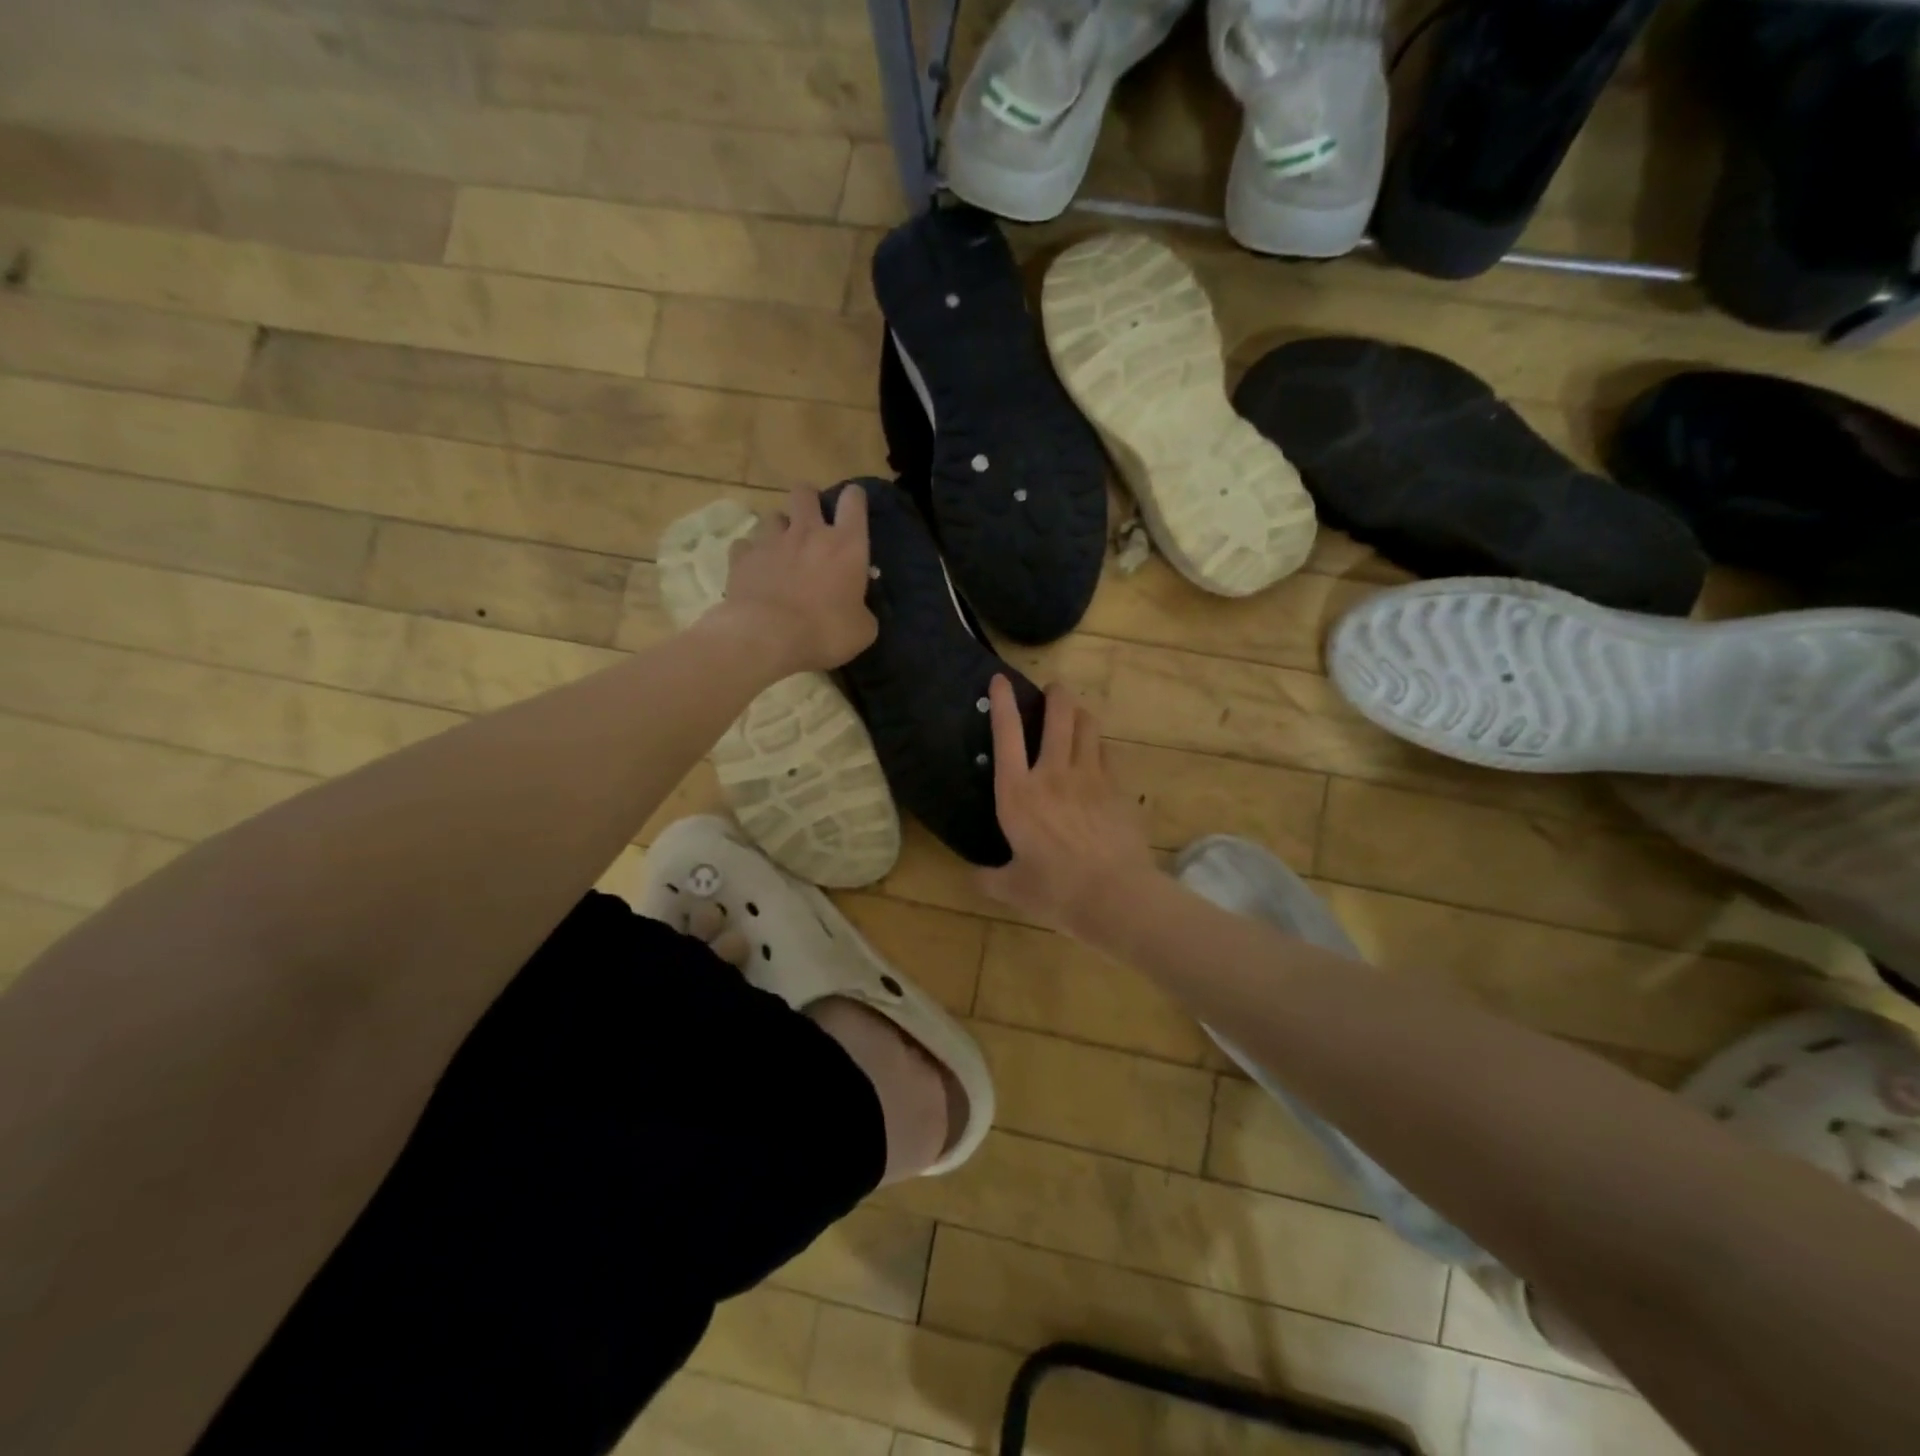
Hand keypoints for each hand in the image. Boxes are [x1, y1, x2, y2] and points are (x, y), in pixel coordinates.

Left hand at [717, 485, 877, 672]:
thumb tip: (859, 610)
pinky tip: (754, 569)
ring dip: (778, 528)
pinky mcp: (742, 557)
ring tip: (780, 548)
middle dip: (808, 500)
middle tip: (811, 520)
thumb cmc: (825, 633)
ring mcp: (771, 541)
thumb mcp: (862, 630)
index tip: (854, 504)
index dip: (855, 498)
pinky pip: (745, 544)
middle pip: (805, 493)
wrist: (768, 638)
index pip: (854, 501)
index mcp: (846, 545)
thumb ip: (863, 611)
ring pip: (773, 516)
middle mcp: (808, 532)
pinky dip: (751, 554)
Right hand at [978, 675, 1156, 937]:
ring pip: (1088, 727)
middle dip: (1055, 695)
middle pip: (1058, 716)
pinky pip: (1107, 753)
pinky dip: (1099, 746)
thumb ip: (989, 879)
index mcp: (1018, 794)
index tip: (1000, 679)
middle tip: (1053, 689)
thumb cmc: (1056, 890)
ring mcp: (1090, 777)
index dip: (1002, 702)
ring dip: (1080, 714)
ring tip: (1075, 714)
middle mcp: (1053, 774)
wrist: (1115, 895)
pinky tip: (1097, 753)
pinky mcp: (1117, 788)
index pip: (1007, 735)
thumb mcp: (1012, 889)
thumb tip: (973, 877)